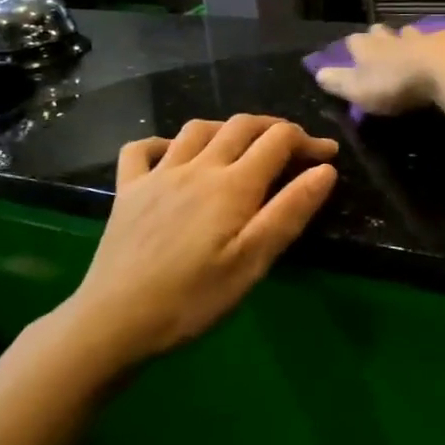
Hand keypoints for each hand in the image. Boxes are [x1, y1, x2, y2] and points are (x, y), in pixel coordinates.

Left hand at [59, 114, 338, 368]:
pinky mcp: (127, 189)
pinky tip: (171, 155)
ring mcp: (158, 174)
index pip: (278, 141)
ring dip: (226, 128)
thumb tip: (325, 169)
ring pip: (196, 129)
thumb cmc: (193, 298)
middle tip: (293, 145)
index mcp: (232, 184)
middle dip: (273, 127)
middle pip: (241, 125)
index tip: (327, 154)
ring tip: (241, 144)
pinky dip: (162, 142)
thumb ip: (290, 211)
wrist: (116, 319)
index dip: (307, 140)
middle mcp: (197, 166)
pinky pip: (142, 149)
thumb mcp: (253, 262)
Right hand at [313, 23, 444, 115]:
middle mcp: (392, 38)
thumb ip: (340, 82)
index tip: (352, 50)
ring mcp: (422, 38)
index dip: (353, 47)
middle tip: (380, 42)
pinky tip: (441, 52)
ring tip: (410, 44)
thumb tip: (318, 73)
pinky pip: (439, 42)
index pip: (354, 42)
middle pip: (382, 33)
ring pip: (411, 34)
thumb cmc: (396, 82)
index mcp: (368, 49)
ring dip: (408, 39)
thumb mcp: (360, 89)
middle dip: (380, 37)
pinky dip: (436, 47)